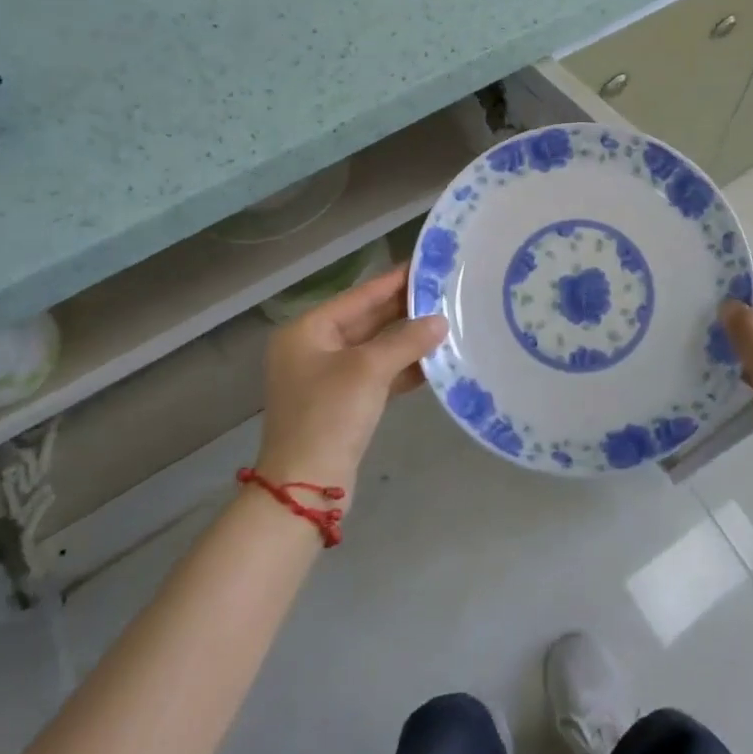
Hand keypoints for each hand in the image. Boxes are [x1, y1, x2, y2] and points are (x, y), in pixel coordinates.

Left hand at [255, 263, 446, 495]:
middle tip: (445, 294)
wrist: (305, 488)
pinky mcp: (343, 403)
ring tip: (447, 323)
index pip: (359, 296)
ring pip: (375, 348)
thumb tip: (440, 321)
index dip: (394, 281)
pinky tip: (434, 361)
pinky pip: (377, 374)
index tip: (426, 265)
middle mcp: (314, 348)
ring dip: (408, 340)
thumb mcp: (369, 370)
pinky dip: (402, 367)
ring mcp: (327, 377)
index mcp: (308, 331)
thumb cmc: (329, 415)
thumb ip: (407, 340)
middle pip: (367, 320)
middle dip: (405, 311)